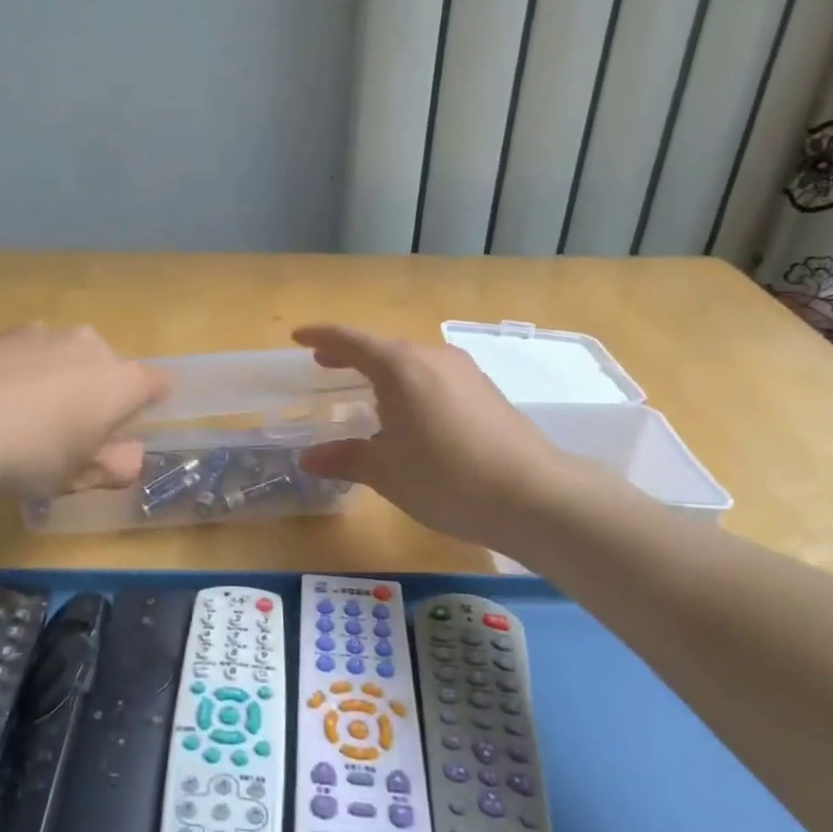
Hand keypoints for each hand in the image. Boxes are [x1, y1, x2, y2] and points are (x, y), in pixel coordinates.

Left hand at [0, 324, 168, 496]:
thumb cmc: (28, 455)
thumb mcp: (76, 477)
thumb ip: (114, 467)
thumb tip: (132, 457)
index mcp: (120, 380)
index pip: (157, 383)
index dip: (149, 404)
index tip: (128, 427)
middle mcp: (89, 345)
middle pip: (108, 367)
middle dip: (97, 393)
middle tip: (70, 433)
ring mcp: (43, 332)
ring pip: (66, 356)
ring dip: (59, 379)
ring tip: (25, 417)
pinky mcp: (2, 331)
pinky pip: (28, 353)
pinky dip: (22, 372)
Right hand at [293, 324, 579, 548]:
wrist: (533, 495)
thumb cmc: (445, 478)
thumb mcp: (385, 472)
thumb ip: (345, 458)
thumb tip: (310, 458)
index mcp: (399, 367)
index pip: (350, 340)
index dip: (321, 336)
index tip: (298, 337)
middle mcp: (431, 357)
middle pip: (382, 347)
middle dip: (350, 355)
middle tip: (324, 366)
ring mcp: (464, 372)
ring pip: (412, 362)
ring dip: (383, 371)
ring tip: (365, 392)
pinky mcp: (485, 390)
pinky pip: (435, 377)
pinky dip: (410, 385)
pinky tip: (410, 413)